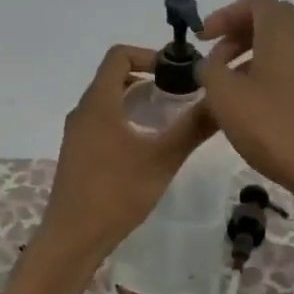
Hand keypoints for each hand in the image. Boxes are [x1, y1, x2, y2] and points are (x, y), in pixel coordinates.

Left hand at [34, 44, 218, 263]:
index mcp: (98, 103)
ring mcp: (78, 134)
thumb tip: (221, 101)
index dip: (149, 55)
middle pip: (115, 77)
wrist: (72, 238)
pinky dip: (127, 120)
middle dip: (149, 78)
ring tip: (170, 118)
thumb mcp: (162, 159)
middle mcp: (83, 111)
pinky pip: (103, 122)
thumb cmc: (116, 193)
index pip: (118, 55)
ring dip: (138, 101)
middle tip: (181, 94)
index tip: (177, 73)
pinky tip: (148, 144)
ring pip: (109, 101)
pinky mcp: (78, 153)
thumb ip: (192, 128)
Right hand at [196, 0, 293, 209]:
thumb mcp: (225, 96)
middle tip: (216, 60)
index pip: (257, 2)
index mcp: (283, 33)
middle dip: (239, 33)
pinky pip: (292, 71)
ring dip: (251, 58)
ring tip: (228, 89)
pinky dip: (267, 76)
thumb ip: (210, 70)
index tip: (204, 39)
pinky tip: (253, 109)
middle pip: (272, 21)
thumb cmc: (274, 126)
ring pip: (282, 47)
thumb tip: (213, 64)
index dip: (226, 14)